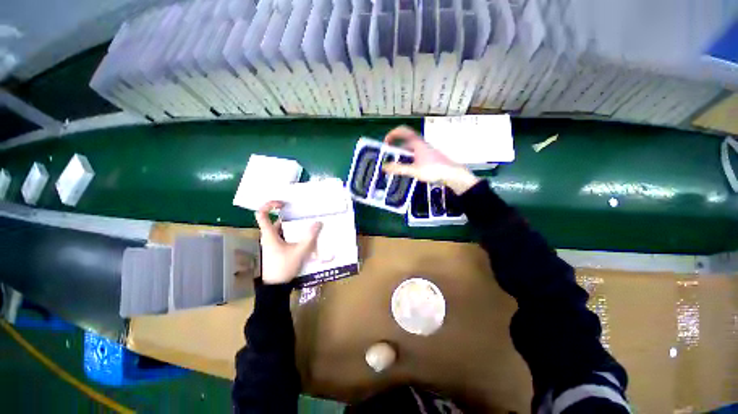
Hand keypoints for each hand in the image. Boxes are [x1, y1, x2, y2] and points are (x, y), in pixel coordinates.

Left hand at [254, 201, 322, 284]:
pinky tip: (304, 236)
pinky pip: (284, 236)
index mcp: (269, 234)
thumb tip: (318, 222)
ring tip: (306, 222)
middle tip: (302, 212)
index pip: (261, 214)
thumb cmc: (284, 267)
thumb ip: (310, 237)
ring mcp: (272, 244)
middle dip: (289, 215)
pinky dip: (292, 233)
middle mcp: (268, 237)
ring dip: (292, 225)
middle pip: (275, 221)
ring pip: (281, 229)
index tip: (282, 203)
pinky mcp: (276, 249)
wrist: (276, 287)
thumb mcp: (300, 251)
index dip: (269, 205)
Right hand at [381, 126, 479, 193]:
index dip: (393, 133)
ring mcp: (426, 149)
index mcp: (417, 143)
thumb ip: (399, 169)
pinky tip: (408, 166)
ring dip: (402, 152)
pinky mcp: (429, 155)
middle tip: (389, 154)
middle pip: (406, 139)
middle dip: (396, 145)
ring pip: (411, 147)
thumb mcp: (414, 170)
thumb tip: (385, 167)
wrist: (451, 173)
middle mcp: (421, 143)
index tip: (385, 141)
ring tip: (397, 162)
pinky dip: (408, 156)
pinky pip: (415, 152)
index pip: (403, 131)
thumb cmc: (433, 169)